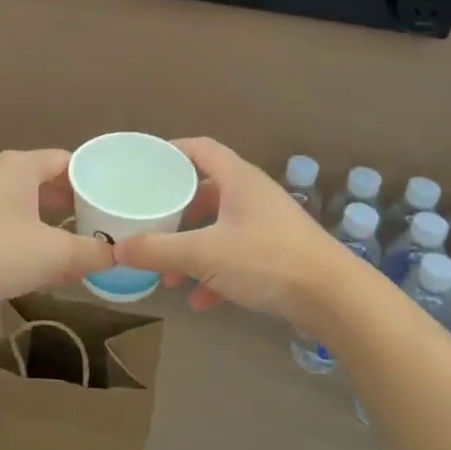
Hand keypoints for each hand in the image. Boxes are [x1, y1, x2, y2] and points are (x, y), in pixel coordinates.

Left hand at [0, 149, 113, 308]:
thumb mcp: (54, 255)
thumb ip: (91, 253)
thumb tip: (117, 255)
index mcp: (20, 166)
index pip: (66, 161)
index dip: (91, 182)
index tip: (109, 204)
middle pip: (43, 180)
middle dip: (70, 205)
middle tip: (93, 226)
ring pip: (20, 201)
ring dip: (45, 222)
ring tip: (65, 248)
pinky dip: (20, 233)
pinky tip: (28, 262)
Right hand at [112, 137, 352, 326]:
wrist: (334, 297)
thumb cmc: (267, 260)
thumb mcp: (204, 254)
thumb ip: (158, 250)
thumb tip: (116, 249)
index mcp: (238, 179)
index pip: (200, 149)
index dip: (170, 152)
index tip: (143, 165)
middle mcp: (253, 195)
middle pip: (206, 191)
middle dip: (176, 212)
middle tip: (150, 225)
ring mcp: (268, 225)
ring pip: (219, 228)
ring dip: (192, 248)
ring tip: (169, 275)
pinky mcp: (278, 254)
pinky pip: (237, 256)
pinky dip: (216, 273)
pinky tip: (201, 300)